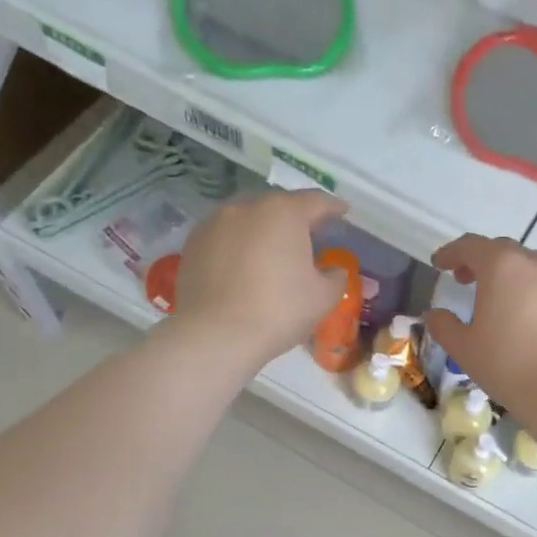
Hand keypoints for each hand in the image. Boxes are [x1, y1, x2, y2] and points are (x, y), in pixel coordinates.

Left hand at [174, 191, 349, 370]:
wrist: (215, 335)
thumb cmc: (278, 311)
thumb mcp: (323, 298)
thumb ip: (336, 276)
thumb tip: (334, 269)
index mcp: (284, 212)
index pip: (316, 201)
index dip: (333, 207)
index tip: (343, 212)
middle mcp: (247, 207)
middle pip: (279, 206)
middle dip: (296, 218)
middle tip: (310, 235)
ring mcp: (215, 222)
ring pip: (248, 219)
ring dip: (264, 229)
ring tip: (274, 250)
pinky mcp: (194, 243)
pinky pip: (226, 236)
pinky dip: (240, 244)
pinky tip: (245, 265)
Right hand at [423, 235, 536, 430]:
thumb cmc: (506, 363)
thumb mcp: (463, 347)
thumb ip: (444, 326)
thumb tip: (436, 315)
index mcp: (501, 267)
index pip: (470, 246)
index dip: (451, 253)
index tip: (439, 264)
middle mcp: (534, 265)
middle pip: (502, 250)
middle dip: (480, 260)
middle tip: (465, 279)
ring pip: (529, 267)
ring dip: (508, 276)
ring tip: (496, 299)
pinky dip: (530, 294)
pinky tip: (524, 320)